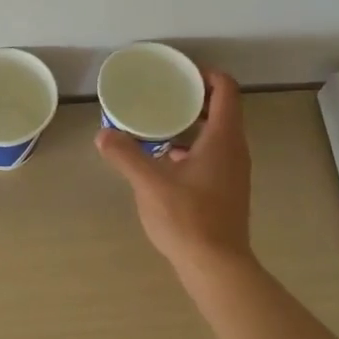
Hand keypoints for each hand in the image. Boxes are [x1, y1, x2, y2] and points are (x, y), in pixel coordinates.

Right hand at [96, 70, 253, 276]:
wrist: (216, 266)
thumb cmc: (188, 218)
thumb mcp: (150, 184)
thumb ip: (126, 155)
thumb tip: (103, 134)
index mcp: (223, 139)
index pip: (226, 90)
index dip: (206, 75)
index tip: (180, 73)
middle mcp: (235, 150)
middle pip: (222, 110)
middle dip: (194, 98)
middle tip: (163, 94)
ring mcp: (234, 172)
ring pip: (216, 135)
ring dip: (192, 125)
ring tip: (158, 124)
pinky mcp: (227, 190)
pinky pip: (212, 155)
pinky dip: (192, 148)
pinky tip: (164, 161)